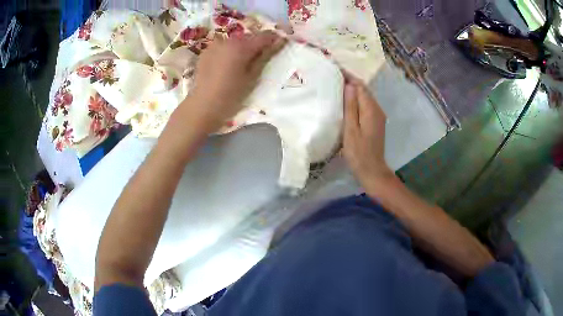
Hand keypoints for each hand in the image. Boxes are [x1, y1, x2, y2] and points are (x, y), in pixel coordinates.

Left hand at [186, 30, 285, 130]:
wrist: (203, 107)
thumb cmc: (231, 95)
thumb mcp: (253, 77)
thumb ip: (266, 56)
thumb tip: (280, 41)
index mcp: (241, 46)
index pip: (264, 36)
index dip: (275, 39)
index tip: (281, 45)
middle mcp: (227, 40)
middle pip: (249, 37)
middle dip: (258, 44)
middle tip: (262, 58)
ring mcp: (214, 45)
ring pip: (235, 42)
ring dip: (243, 48)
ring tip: (244, 63)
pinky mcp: (206, 53)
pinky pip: (223, 47)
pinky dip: (229, 52)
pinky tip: (228, 66)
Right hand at [342, 73, 392, 188]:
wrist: (372, 171)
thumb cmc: (359, 153)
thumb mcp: (351, 130)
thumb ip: (351, 107)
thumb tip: (349, 85)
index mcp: (371, 109)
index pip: (360, 86)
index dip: (348, 76)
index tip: (334, 68)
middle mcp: (377, 109)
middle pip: (363, 89)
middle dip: (349, 81)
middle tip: (331, 75)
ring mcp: (377, 116)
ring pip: (364, 97)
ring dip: (352, 90)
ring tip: (335, 85)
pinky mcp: (375, 122)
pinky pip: (364, 105)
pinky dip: (355, 99)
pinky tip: (344, 101)